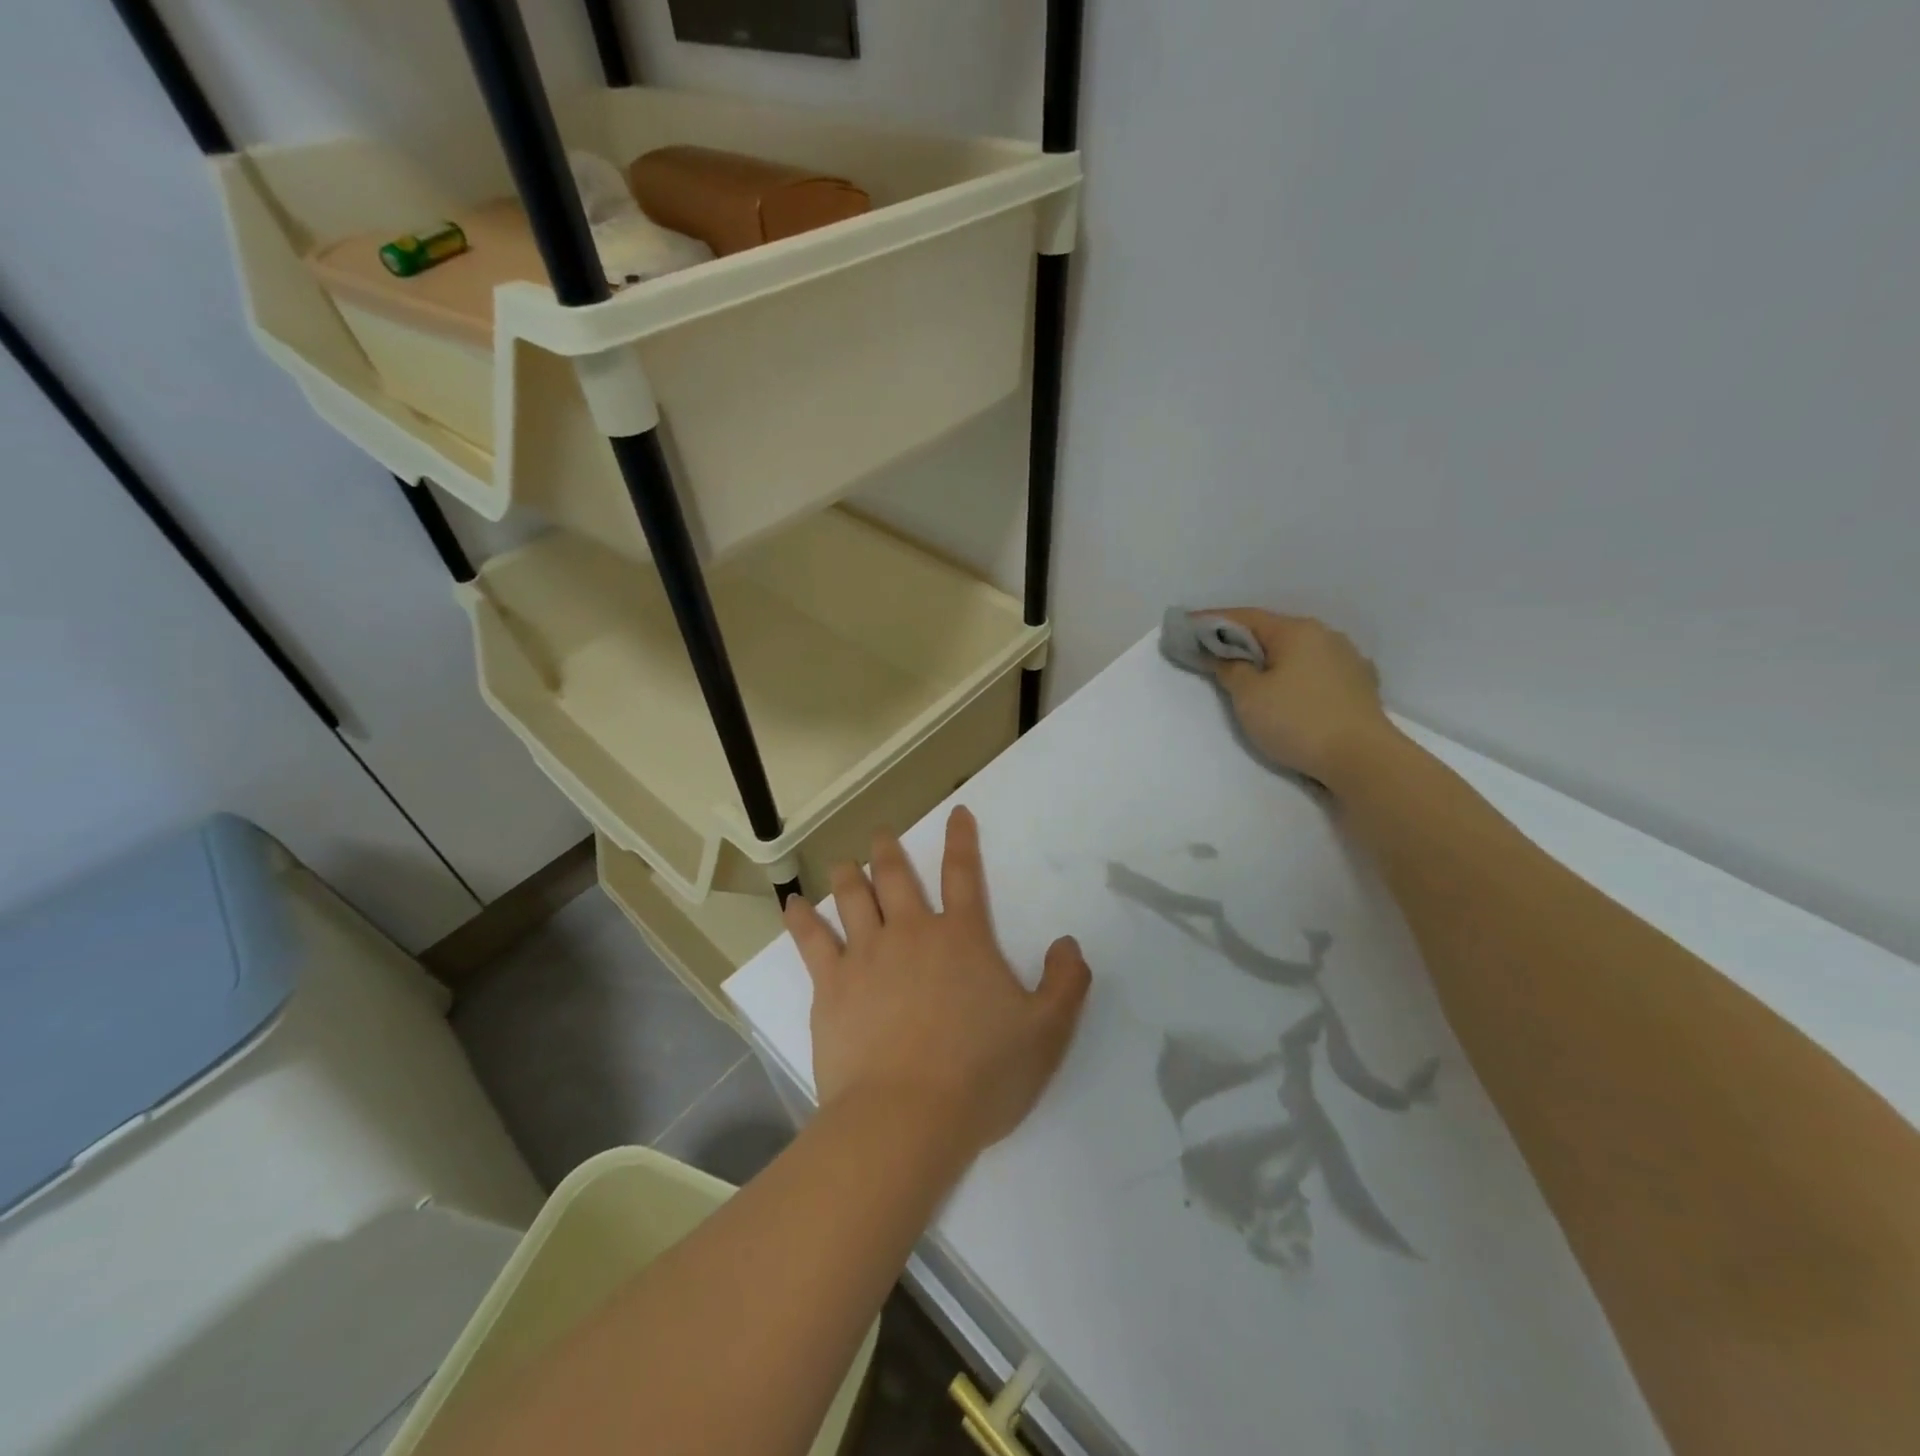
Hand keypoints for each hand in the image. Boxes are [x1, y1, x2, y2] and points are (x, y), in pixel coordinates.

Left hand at [782, 807, 1091, 1161]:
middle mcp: (911, 933)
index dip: (962, 839)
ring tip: (844, 863)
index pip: (964, 874)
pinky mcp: (831, 986)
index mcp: (962, 938)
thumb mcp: (1047, 1032)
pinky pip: (811, 941)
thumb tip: (1068, 944)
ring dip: (848, 875)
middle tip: (881, 834)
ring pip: (852, 898)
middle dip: (889, 850)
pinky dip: (801, 919)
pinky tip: (792, 905)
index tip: (957, 813)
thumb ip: (1065, 983)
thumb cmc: (981, 1076)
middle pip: (896, 877)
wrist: (906, 1119)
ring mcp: (866, 956)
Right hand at [1201, 609, 1397, 788]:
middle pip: (1273, 631)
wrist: (1362, 758)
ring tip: (1250, 672)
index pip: (1245, 617)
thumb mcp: (1249, 696)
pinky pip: (1317, 669)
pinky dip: (1295, 673)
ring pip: (1298, 651)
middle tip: (1213, 652)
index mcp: (1296, 631)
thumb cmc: (1297, 721)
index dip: (1212, 620)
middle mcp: (1325, 635)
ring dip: (1271, 657)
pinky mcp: (1360, 684)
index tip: (1187, 625)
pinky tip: (1289, 687)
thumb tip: (1223, 656)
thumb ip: (1230, 669)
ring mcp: (1347, 659)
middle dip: (1242, 640)